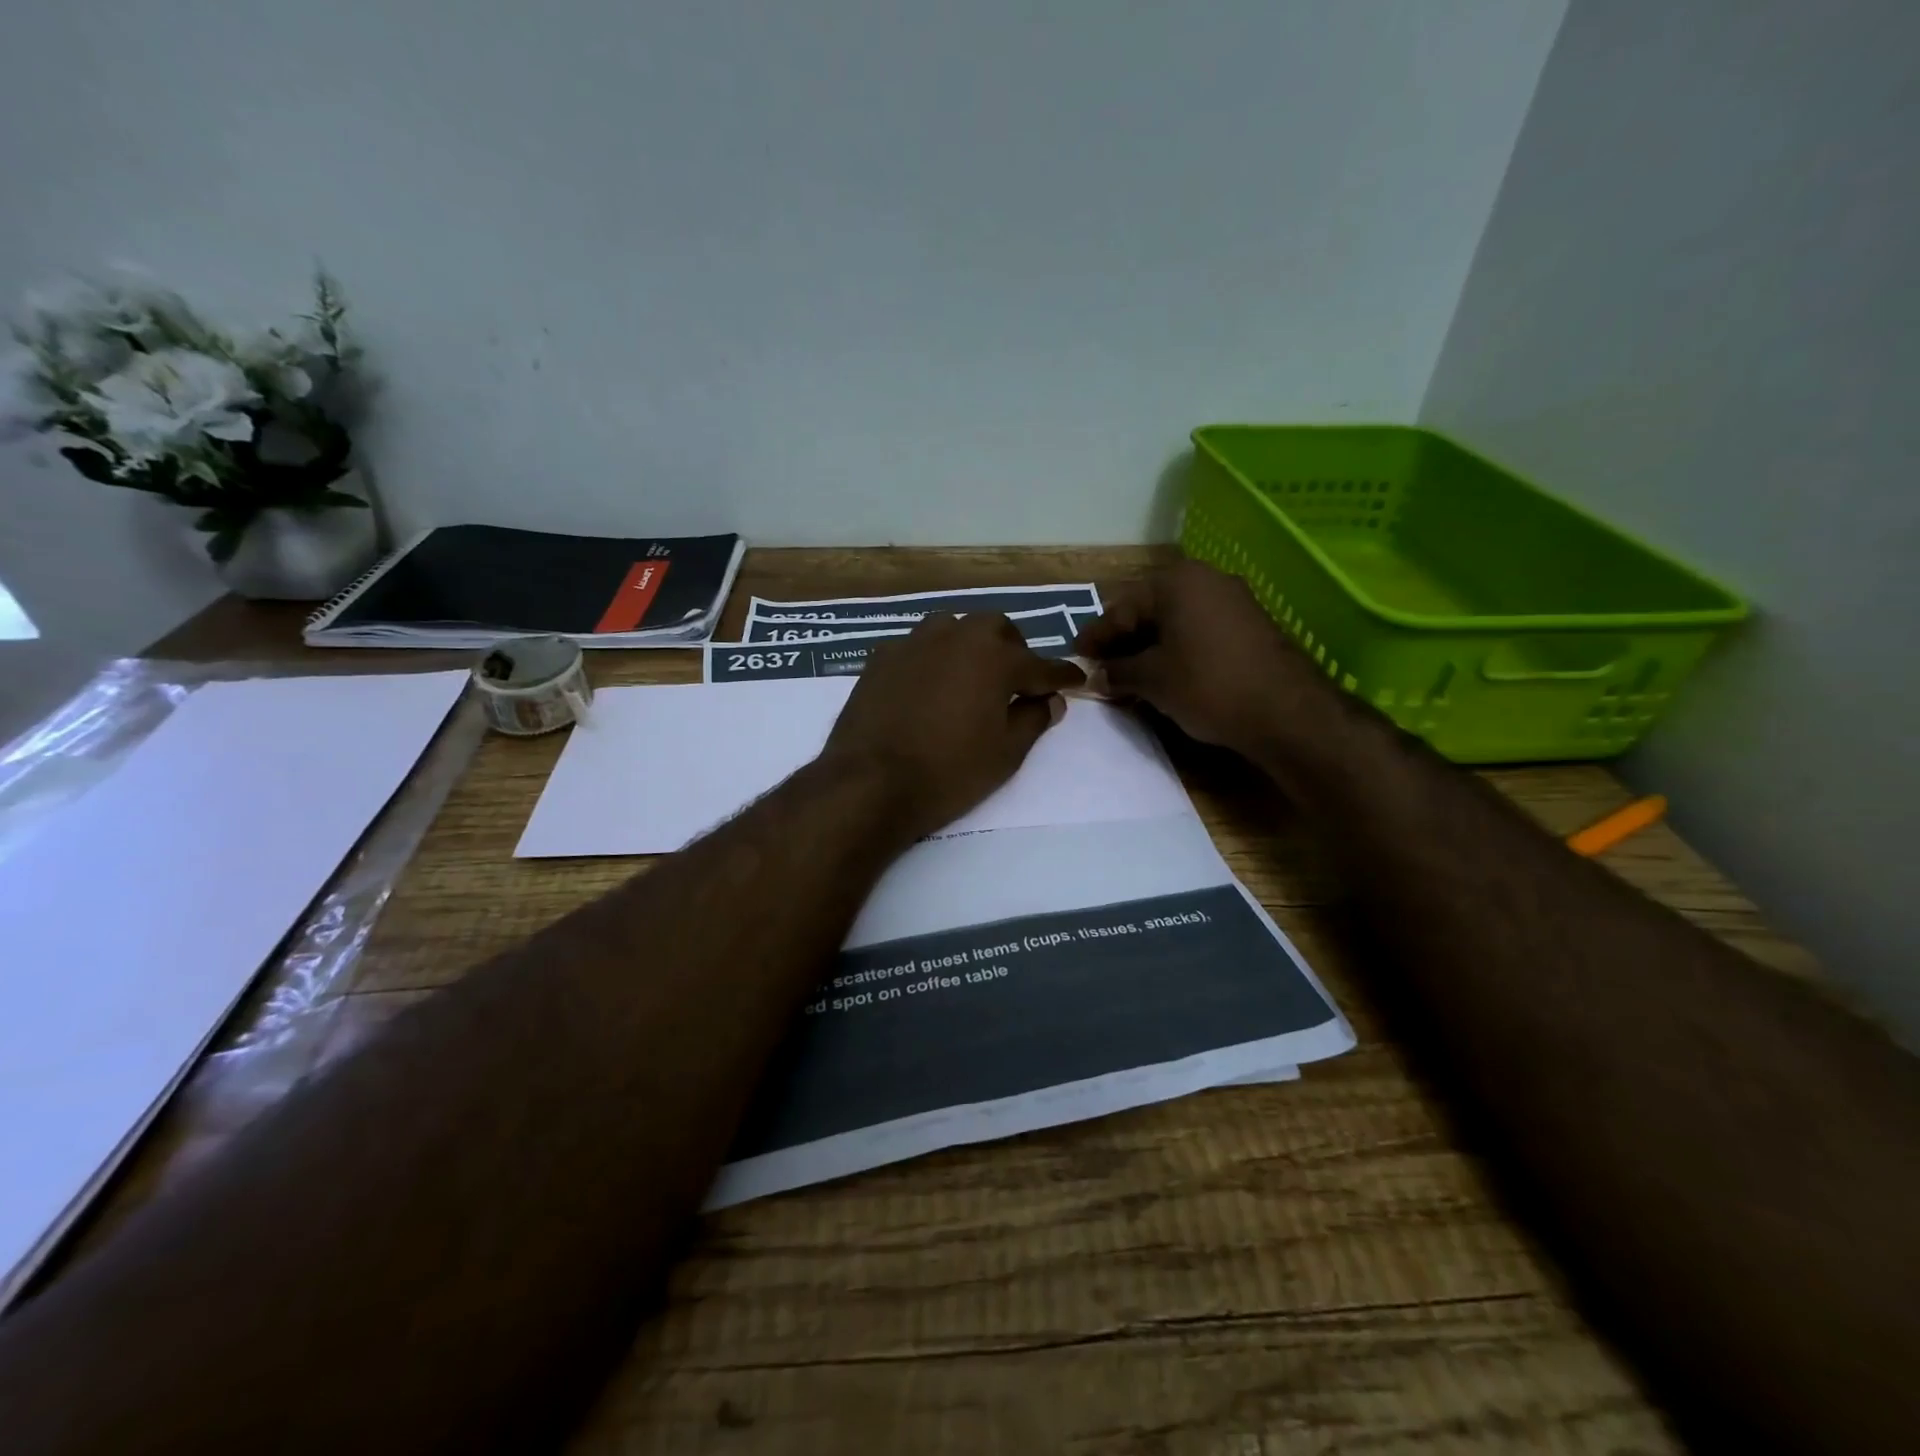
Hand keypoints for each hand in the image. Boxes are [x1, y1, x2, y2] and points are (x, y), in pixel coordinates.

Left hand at [819, 613, 1084, 839]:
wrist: (871, 782)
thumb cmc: (949, 772)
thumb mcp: (1005, 754)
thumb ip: (1033, 720)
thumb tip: (1050, 700)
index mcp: (995, 658)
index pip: (1040, 665)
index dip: (1061, 676)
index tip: (1075, 680)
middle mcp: (956, 637)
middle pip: (995, 628)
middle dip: (1013, 649)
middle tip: (1017, 680)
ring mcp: (914, 643)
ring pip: (952, 627)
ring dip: (969, 645)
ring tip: (970, 675)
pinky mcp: (881, 657)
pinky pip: (917, 647)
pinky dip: (931, 659)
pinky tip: (927, 685)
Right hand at [1075, 560, 1339, 754]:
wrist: (1285, 712)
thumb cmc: (1207, 685)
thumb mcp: (1152, 680)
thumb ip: (1118, 672)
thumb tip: (1098, 676)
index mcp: (1176, 582)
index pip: (1122, 608)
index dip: (1096, 636)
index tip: (1076, 655)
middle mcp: (1206, 579)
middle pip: (1149, 610)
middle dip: (1122, 640)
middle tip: (1100, 666)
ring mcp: (1233, 600)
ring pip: (1175, 621)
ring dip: (1148, 647)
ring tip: (1128, 675)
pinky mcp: (1249, 625)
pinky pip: (1198, 631)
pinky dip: (1176, 650)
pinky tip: (1164, 674)